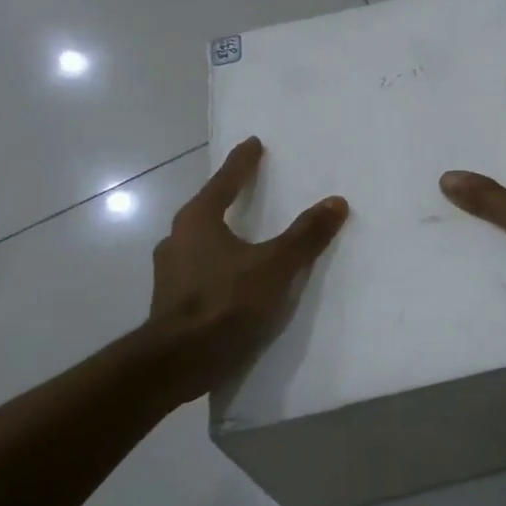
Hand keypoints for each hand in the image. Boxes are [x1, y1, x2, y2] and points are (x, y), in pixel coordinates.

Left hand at [144, 137, 347, 398]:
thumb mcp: (275, 266)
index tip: (252, 144)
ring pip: (201, 243)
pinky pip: (200, 271)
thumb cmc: (226, 302)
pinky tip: (235, 280)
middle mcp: (177, 240)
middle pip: (207, 210)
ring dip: (222, 236)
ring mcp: (170, 273)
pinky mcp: (171, 302)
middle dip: (227, 200)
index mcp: (197, 221)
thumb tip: (336, 201)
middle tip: (249, 190)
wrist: (178, 361)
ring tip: (245, 237)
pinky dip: (219, 266)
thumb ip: (306, 235)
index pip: (224, 182)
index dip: (242, 163)